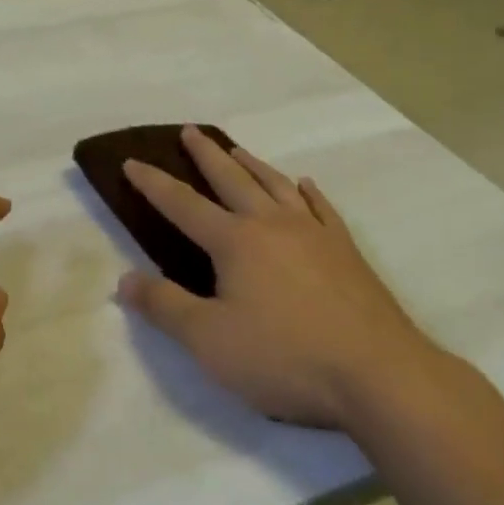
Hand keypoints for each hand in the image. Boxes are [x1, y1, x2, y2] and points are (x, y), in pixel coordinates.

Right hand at [116, 127, 434, 427]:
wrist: (379, 374)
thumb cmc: (286, 357)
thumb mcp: (210, 341)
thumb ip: (165, 307)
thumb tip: (124, 279)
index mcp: (235, 241)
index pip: (183, 204)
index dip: (153, 183)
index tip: (131, 161)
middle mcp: (271, 224)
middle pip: (231, 178)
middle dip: (205, 154)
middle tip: (190, 130)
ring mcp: (313, 233)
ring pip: (275, 184)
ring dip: (252, 164)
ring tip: (236, 149)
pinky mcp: (346, 251)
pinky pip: (322, 208)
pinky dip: (308, 192)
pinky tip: (305, 185)